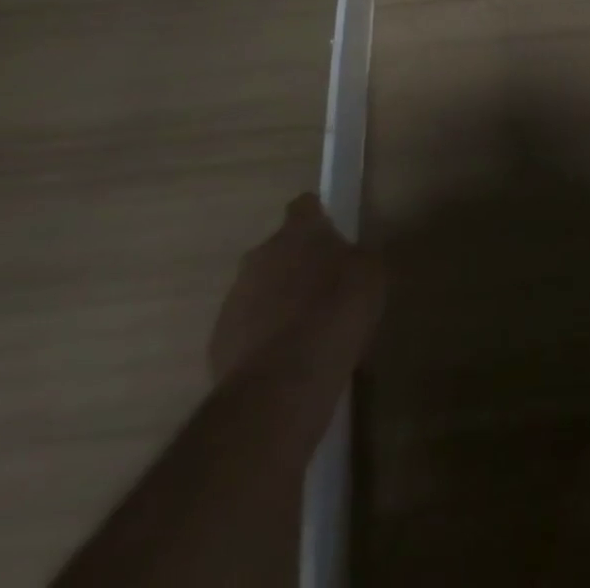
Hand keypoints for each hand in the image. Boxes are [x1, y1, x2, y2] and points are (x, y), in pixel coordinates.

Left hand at [209, 193, 384, 383]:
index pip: (305, 206)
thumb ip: (357, 258)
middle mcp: (260, 255)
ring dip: (278, 303)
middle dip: (297, 265)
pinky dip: (262, 339)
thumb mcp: (371, 275)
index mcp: (299, 231)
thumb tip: (350, 259)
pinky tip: (286, 362)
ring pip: (260, 290)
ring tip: (306, 334)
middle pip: (279, 250)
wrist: (283, 383)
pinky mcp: (218, 340)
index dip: (318, 218)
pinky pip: (246, 329)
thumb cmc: (336, 313)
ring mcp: (235, 298)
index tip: (331, 235)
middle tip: (323, 290)